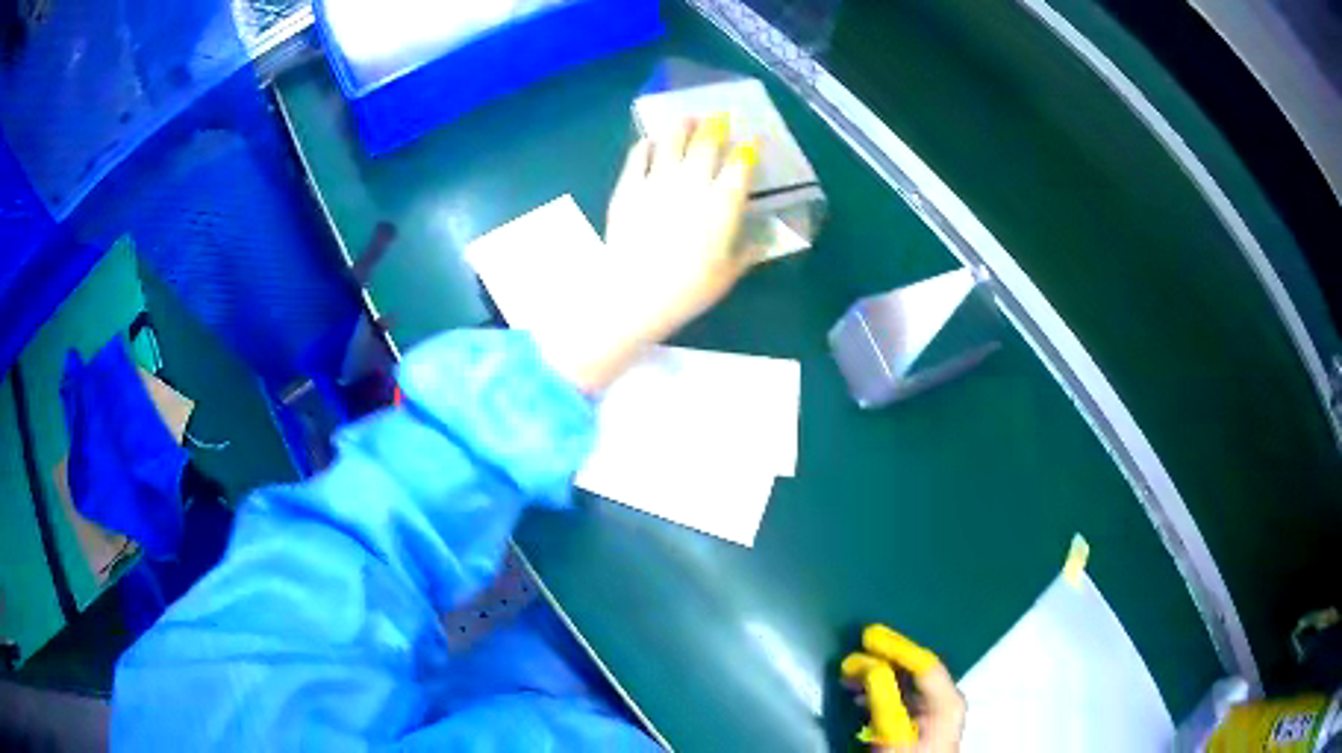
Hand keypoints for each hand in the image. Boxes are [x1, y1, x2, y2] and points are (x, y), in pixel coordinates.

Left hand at [544, 116, 759, 393]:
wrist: (633, 293)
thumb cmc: (688, 289)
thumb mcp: (728, 274)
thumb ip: (749, 252)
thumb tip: (767, 240)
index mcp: (723, 201)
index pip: (741, 164)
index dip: (749, 148)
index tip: (753, 139)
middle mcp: (693, 181)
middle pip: (706, 143)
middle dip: (716, 126)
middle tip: (719, 117)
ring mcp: (657, 180)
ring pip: (671, 141)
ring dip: (682, 126)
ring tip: (686, 118)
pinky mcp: (627, 186)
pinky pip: (637, 156)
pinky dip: (645, 145)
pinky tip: (648, 141)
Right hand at [842, 625, 964, 751]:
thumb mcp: (894, 733)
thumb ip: (885, 699)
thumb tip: (869, 665)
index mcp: (947, 701)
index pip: (925, 663)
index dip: (897, 646)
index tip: (868, 636)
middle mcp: (944, 701)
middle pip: (915, 671)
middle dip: (881, 661)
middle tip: (849, 659)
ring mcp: (933, 713)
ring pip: (905, 684)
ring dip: (876, 677)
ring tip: (847, 677)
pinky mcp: (920, 725)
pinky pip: (900, 699)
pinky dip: (878, 693)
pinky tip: (858, 696)